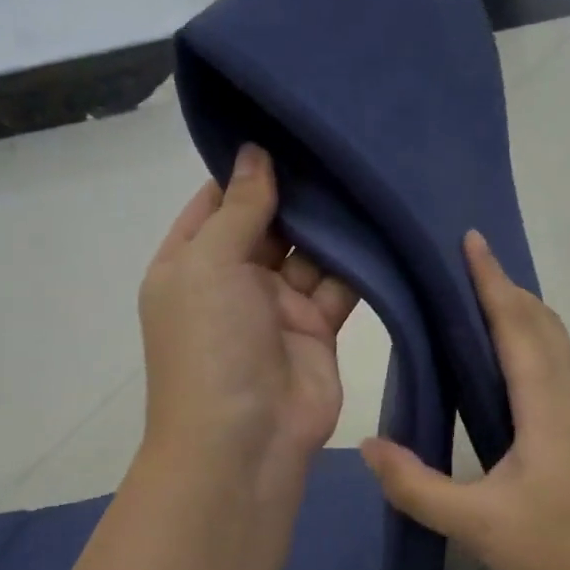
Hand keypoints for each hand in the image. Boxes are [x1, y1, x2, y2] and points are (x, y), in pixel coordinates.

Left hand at [139, 145, 358, 485]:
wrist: (245, 442)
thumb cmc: (210, 344)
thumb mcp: (209, 264)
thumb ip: (239, 208)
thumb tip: (254, 153)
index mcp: (190, 264)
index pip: (216, 203)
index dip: (244, 169)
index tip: (282, 127)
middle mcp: (232, 282)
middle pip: (267, 223)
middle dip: (295, 191)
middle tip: (336, 141)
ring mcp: (276, 307)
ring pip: (308, 252)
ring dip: (329, 223)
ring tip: (363, 171)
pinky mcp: (318, 329)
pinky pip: (339, 284)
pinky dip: (356, 260)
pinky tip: (379, 221)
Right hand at [359, 232, 569, 569]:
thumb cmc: (557, 554)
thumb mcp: (475, 524)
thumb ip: (416, 486)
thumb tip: (368, 446)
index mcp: (548, 405)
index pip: (518, 324)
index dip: (492, 280)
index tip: (472, 239)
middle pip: (543, 323)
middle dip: (507, 287)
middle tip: (465, 266)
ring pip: (554, 344)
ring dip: (521, 314)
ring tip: (478, 303)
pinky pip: (554, 369)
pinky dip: (529, 344)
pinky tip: (502, 366)